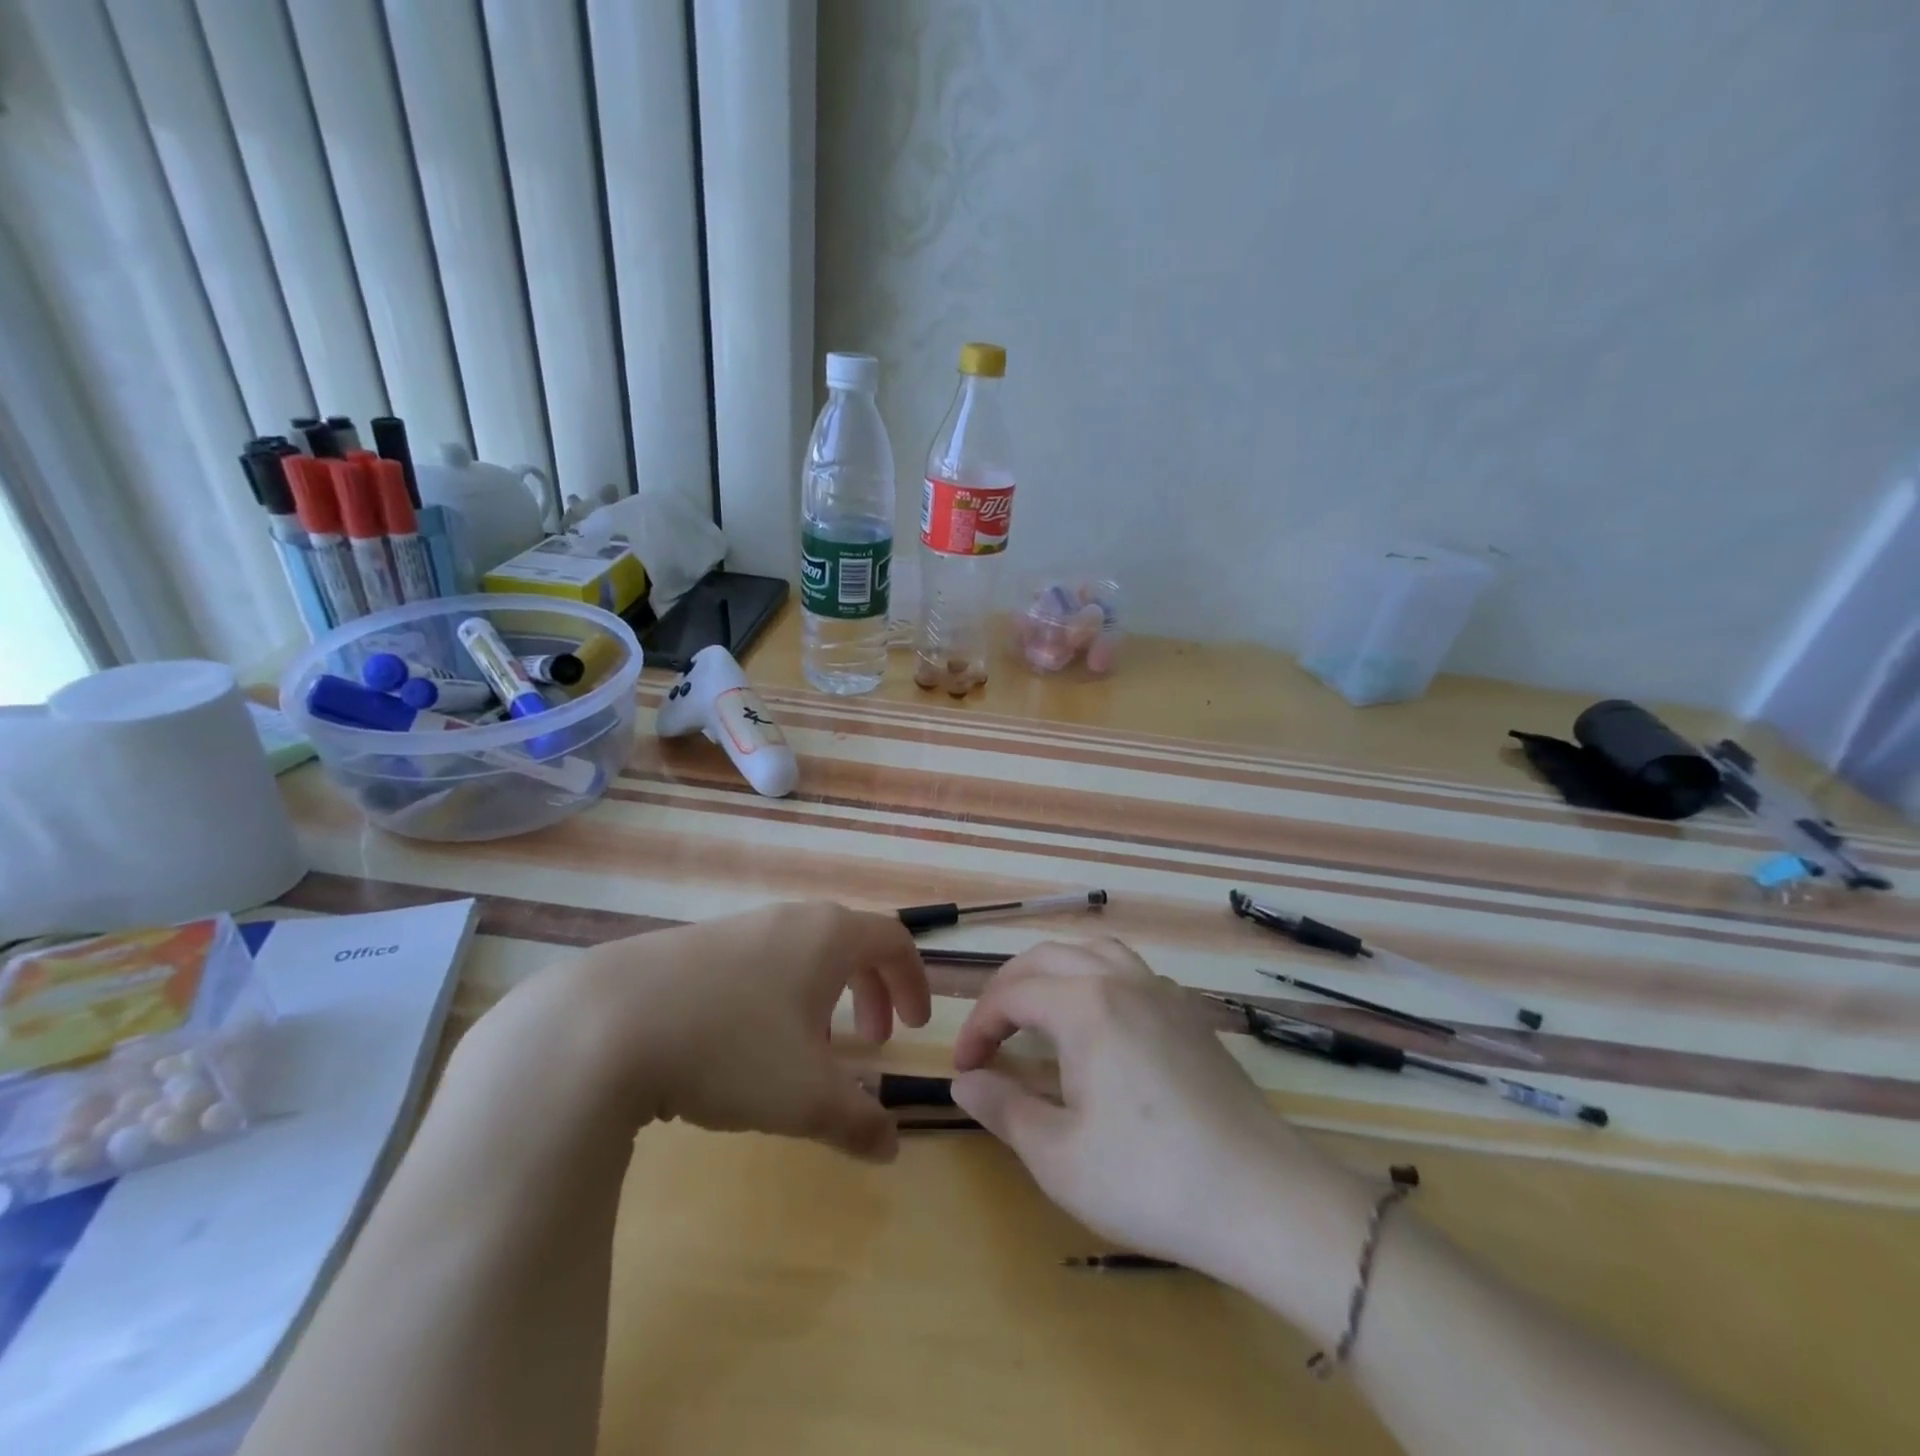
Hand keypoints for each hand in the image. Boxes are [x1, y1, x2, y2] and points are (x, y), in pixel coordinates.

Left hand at [467, 902, 930, 1163]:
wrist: (602, 1027)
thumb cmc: (730, 1048)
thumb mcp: (806, 1098)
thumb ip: (859, 1122)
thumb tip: (891, 1146)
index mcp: (827, 936)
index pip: (893, 940)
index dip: (913, 982)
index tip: (914, 1026)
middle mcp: (786, 920)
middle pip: (848, 943)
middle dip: (870, 990)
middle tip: (870, 1040)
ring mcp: (733, 929)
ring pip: (798, 956)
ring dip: (819, 998)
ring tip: (805, 1052)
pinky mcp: (688, 949)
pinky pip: (755, 966)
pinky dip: (774, 999)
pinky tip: (740, 1049)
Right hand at [950, 939, 1365, 1298]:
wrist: (1264, 1199)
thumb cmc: (1150, 1179)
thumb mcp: (1058, 1156)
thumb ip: (1003, 1107)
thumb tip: (963, 1080)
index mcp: (1085, 1004)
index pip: (1012, 994)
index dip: (978, 1026)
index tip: (963, 1068)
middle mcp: (1122, 980)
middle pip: (1048, 958)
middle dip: (1008, 988)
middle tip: (988, 1033)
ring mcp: (1164, 993)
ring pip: (1094, 953)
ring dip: (1054, 973)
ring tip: (1037, 1013)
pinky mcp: (1192, 1015)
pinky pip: (1130, 972)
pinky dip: (1096, 980)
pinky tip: (1100, 1024)